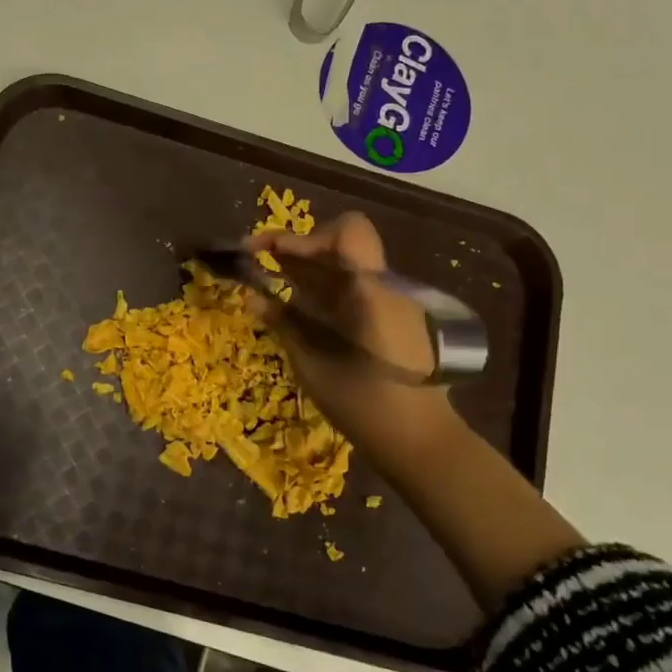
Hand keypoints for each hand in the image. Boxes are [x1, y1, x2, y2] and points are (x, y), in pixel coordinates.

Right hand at [246, 212, 458, 459]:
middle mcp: (386, 285)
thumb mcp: (312, 364)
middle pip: (340, 243)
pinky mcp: (394, 315)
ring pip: (346, 264)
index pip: (346, 232)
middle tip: (262, 266)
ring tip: (275, 286)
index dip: (300, 235)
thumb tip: (251, 297)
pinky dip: (324, 287)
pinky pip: (354, 286)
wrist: (420, 438)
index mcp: (371, 291)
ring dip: (309, 267)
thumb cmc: (363, 404)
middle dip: (297, 249)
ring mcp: (394, 299)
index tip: (262, 251)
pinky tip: (303, 310)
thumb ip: (283, 324)